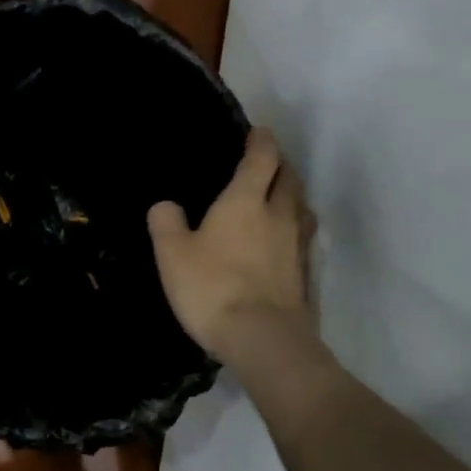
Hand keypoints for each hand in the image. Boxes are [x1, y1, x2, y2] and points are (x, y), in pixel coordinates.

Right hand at [147, 128, 316, 364]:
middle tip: (265, 165)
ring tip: (277, 200)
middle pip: (289, 178)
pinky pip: (303, 239)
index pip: (262, 158)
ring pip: (301, 208)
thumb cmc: (212, 287)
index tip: (257, 132)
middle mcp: (278, 214)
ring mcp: (297, 245)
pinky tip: (282, 243)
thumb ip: (166, 224)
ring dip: (292, 197)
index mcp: (245, 201)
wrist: (262, 338)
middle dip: (279, 166)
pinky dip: (294, 230)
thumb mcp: (172, 254)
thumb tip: (165, 205)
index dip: (261, 141)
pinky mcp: (305, 274)